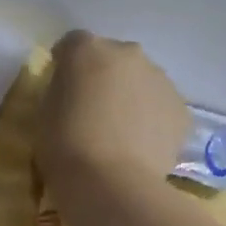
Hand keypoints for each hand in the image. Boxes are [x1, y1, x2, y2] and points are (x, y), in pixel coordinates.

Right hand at [36, 30, 190, 192]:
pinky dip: (149, 117)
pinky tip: (137, 144)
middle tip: (90, 107)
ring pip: (140, 80)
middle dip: (102, 76)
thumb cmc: (63, 143)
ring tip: (116, 130)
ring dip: (129, 95)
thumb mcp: (44, 109)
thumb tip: (74, 88)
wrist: (111, 182)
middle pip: (112, 57)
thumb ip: (61, 87)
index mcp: (87, 50)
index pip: (72, 43)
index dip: (65, 63)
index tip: (60, 85)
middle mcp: (128, 53)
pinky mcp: (181, 108)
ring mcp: (160, 79)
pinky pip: (159, 105)